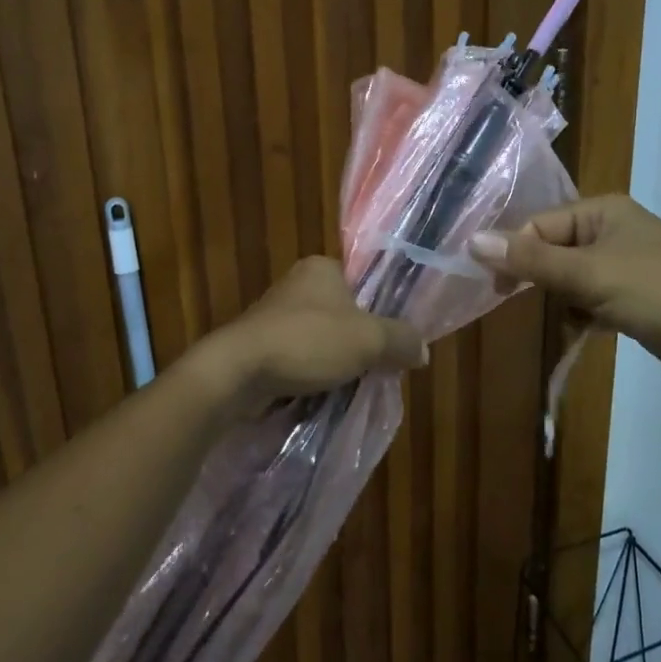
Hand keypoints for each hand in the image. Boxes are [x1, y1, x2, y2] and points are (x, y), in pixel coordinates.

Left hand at [195, 257, 426, 404]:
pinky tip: (323, 394)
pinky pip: (300, 357)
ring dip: (336, 362)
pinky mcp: (261, 344)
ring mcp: (275, 315)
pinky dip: (313, 374)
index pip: (364, 283)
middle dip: (360, 342)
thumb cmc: (307, 342)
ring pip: (322, 339)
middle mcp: (297, 284)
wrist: (237, 372)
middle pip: (345, 314)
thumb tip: (423, 351)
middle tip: (378, 368)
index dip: (383, 311)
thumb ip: (401, 341)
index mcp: (322, 267)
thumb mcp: (369, 340)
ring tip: (353, 386)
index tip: (394, 341)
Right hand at [469, 195, 660, 394]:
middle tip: (520, 304)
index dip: (514, 255)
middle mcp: (610, 231)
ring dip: (561, 301)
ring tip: (571, 320)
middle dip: (538, 280)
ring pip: (568, 279)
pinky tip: (584, 332)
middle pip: (551, 251)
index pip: (538, 227)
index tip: (497, 290)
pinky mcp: (633, 297)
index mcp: (601, 211)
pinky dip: (581, 315)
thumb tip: (471, 240)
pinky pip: (589, 300)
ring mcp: (623, 265)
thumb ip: (531, 260)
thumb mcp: (591, 276)